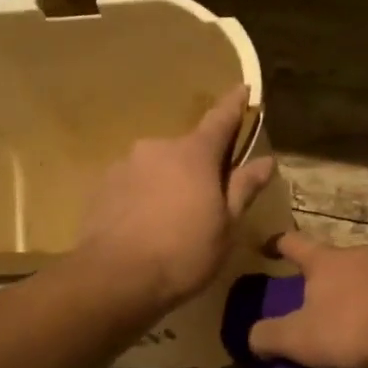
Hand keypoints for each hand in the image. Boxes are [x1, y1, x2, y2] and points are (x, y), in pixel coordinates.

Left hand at [75, 86, 275, 312]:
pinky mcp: (101, 187)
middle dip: (199, 167)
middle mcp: (157, 148)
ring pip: (158, 168)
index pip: (220, 119)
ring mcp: (125, 165)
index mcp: (194, 154)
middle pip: (187, 150)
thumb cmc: (184, 252)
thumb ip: (243, 188)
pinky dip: (144, 198)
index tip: (244, 89)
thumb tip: (266, 160)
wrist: (115, 278)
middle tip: (208, 201)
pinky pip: (133, 185)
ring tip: (172, 222)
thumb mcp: (226, 225)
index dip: (234, 104)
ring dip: (169, 184)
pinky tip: (146, 227)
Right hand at [247, 232, 367, 367]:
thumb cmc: (348, 330)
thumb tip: (253, 337)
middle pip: (334, 259)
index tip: (267, 246)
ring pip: (367, 274)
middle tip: (314, 298)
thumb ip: (267, 336)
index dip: (278, 243)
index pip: (294, 243)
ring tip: (352, 316)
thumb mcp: (297, 339)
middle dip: (323, 275)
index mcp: (326, 260)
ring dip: (356, 290)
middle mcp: (360, 254)